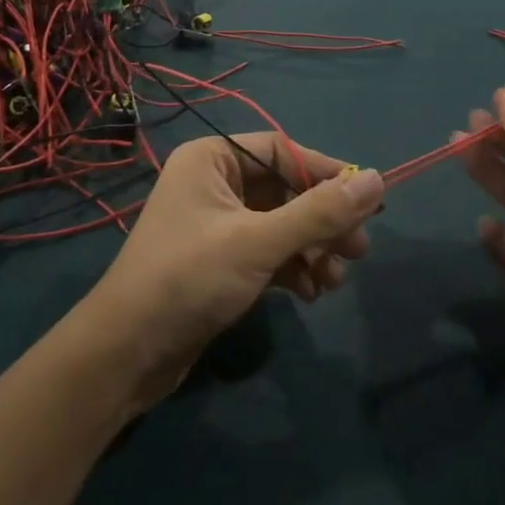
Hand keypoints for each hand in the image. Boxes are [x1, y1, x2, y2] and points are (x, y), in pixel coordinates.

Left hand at [84, 134, 382, 399]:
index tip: (366, 201)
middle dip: (321, 220)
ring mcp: (215, 223)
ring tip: (334, 281)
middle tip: (359, 250)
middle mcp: (213, 182)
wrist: (127, 353)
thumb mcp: (259, 242)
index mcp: (212, 158)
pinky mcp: (218, 261)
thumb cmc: (190, 278)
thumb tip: (378, 181)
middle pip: (283, 189)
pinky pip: (266, 251)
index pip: (281, 151)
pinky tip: (310, 293)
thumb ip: (319, 213)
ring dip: (310, 249)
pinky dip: (291, 267)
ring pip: (279, 224)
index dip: (324, 173)